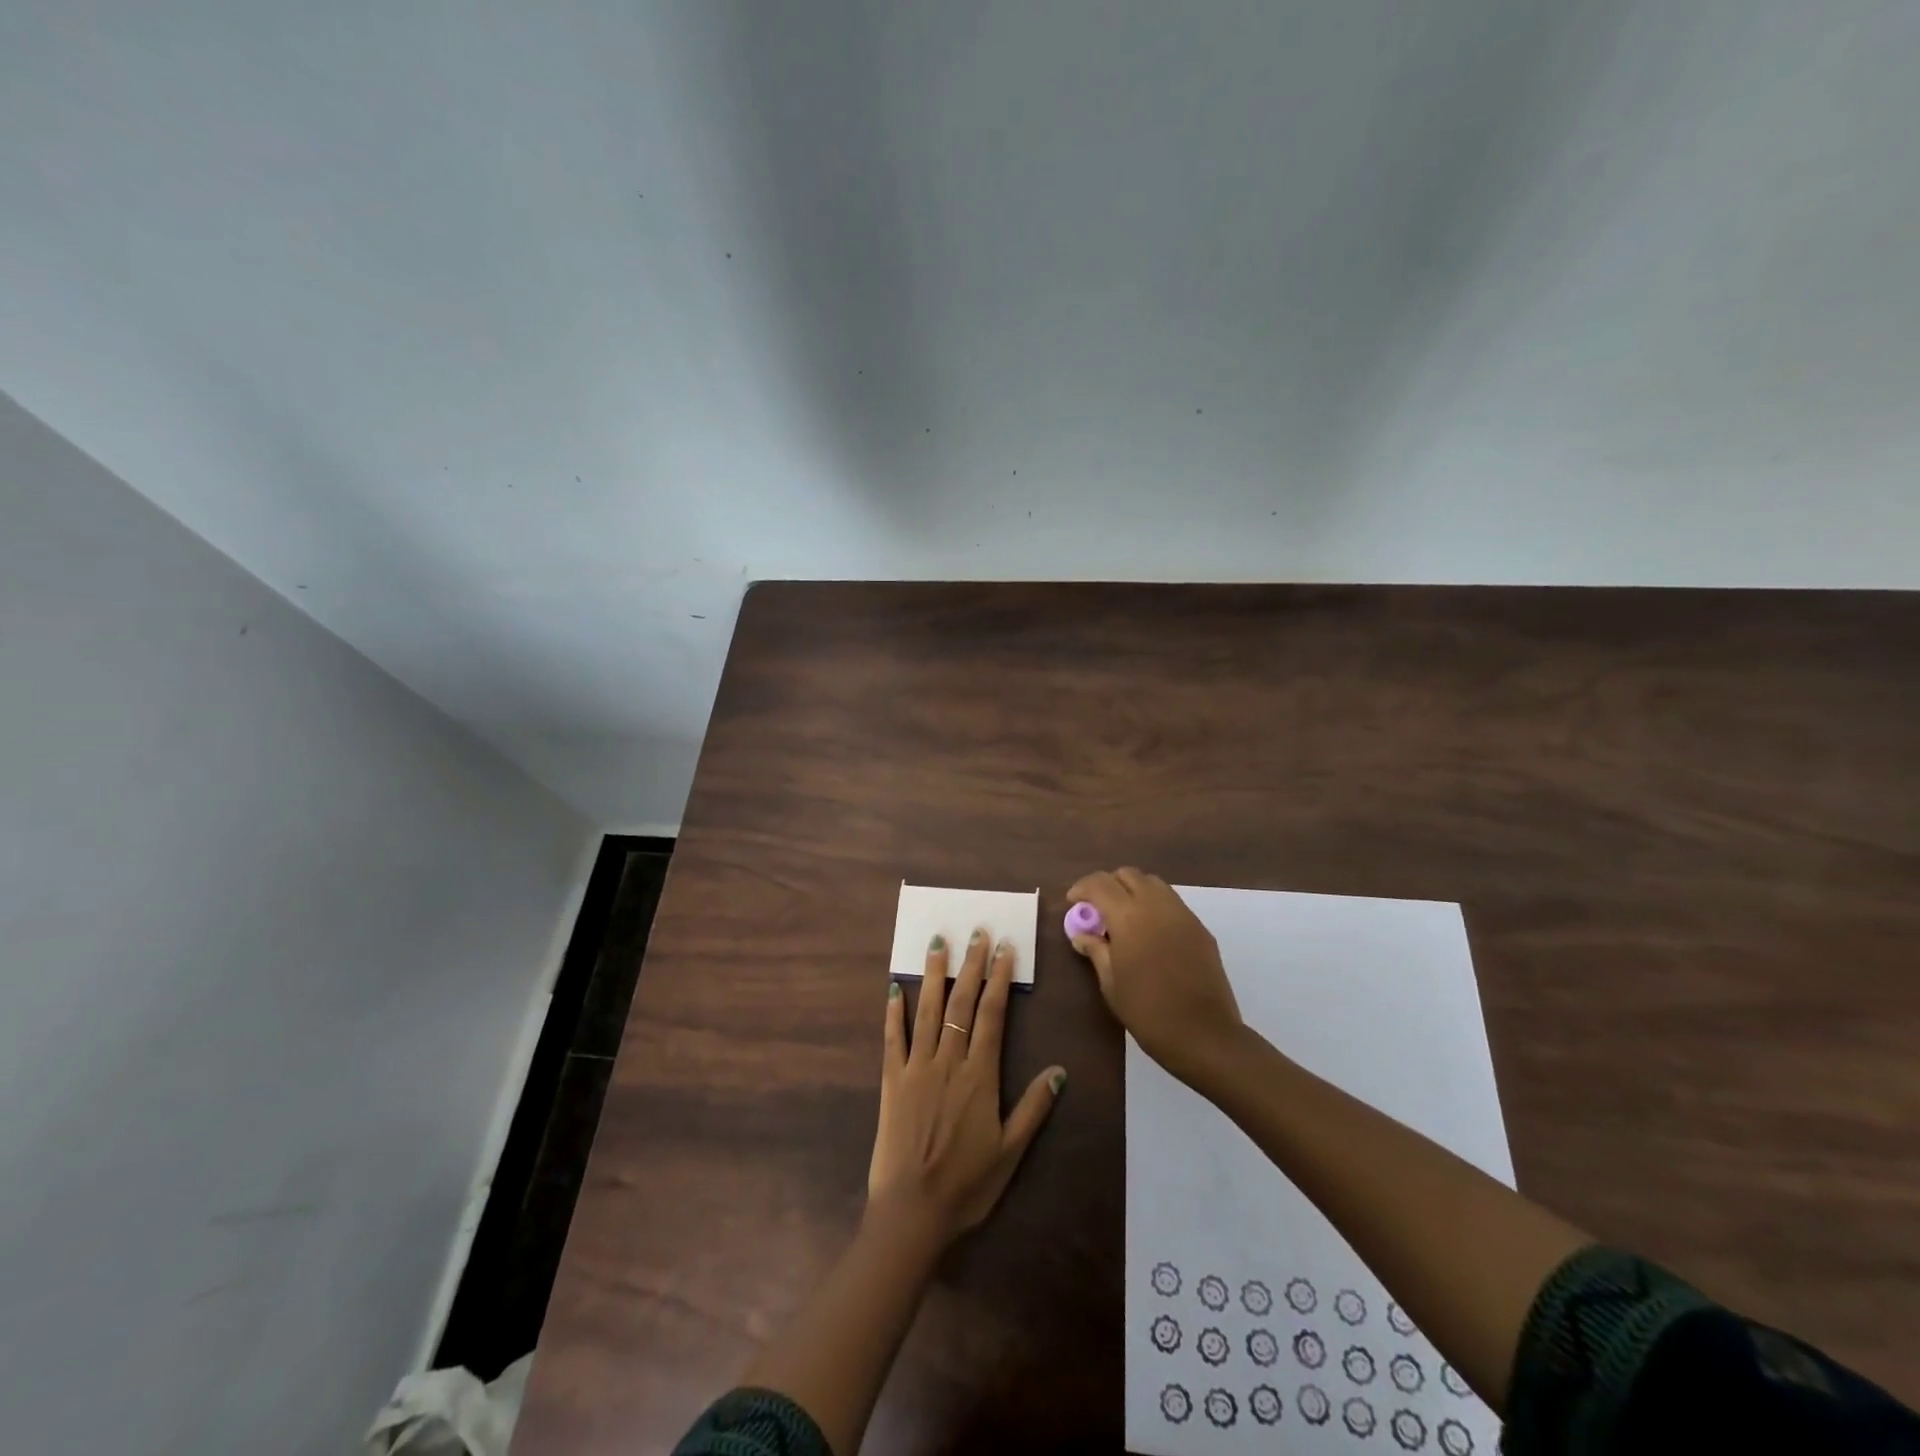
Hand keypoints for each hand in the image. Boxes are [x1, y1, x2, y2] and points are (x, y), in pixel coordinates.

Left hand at [867, 928, 1065, 1246]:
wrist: (913, 1211)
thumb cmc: (967, 1184)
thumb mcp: (1010, 1151)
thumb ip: (1033, 1107)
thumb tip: (1059, 1070)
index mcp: (980, 1075)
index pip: (991, 1014)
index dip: (999, 978)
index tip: (1003, 949)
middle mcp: (948, 1061)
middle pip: (961, 1003)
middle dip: (971, 965)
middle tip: (976, 931)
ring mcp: (917, 1067)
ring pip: (927, 1010)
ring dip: (934, 975)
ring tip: (938, 943)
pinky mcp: (892, 1081)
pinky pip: (893, 1038)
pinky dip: (894, 1012)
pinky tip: (895, 987)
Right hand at [1066, 867, 1244, 1084]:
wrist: (1204, 1035)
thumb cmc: (1148, 1012)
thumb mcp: (1111, 984)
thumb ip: (1096, 951)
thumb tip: (1081, 934)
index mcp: (1129, 917)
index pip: (1099, 883)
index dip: (1082, 888)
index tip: (1073, 904)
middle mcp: (1156, 905)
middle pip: (1128, 874)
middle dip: (1108, 885)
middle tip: (1098, 911)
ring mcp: (1182, 914)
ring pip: (1153, 883)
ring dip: (1133, 891)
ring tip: (1124, 919)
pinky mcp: (1200, 928)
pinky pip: (1172, 902)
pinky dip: (1154, 905)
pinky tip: (1150, 934)